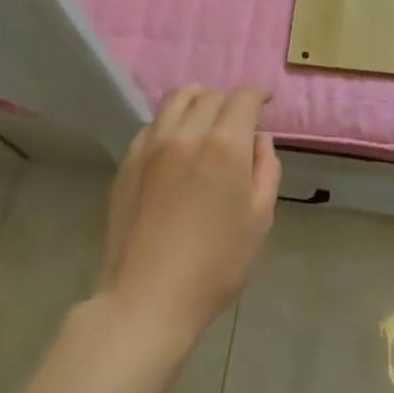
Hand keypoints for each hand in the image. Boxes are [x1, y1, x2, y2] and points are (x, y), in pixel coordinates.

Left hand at [97, 86, 280, 351]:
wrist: (147, 298)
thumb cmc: (216, 264)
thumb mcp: (259, 218)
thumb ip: (266, 169)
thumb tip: (259, 139)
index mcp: (225, 145)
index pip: (242, 99)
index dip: (257, 94)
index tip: (265, 101)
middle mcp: (186, 134)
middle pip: (210, 95)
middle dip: (230, 100)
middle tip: (239, 119)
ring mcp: (151, 146)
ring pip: (176, 100)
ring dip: (197, 99)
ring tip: (206, 115)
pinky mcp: (127, 162)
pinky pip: (152, 125)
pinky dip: (170, 121)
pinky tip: (176, 142)